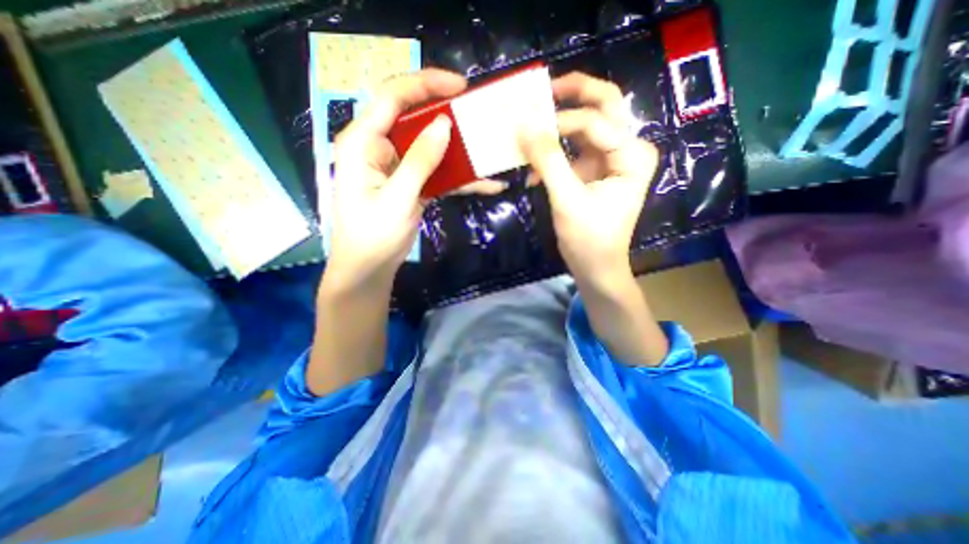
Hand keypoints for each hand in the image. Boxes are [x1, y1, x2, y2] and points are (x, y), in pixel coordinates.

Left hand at [328, 67, 467, 287]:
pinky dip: (459, 177)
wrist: (370, 267)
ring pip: (429, 145)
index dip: (425, 84)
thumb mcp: (397, 198)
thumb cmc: (373, 236)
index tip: (460, 86)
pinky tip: (485, 183)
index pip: (391, 97)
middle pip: (413, 117)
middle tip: (477, 112)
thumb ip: (419, 161)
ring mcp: (397, 166)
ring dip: (457, 147)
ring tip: (486, 145)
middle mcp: (379, 147)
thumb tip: (443, 125)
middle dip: (445, 112)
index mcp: (363, 142)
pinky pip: (436, 171)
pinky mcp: (411, 183)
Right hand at [523, 73, 658, 287]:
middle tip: (543, 90)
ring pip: (587, 124)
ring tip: (533, 126)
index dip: (560, 123)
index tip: (528, 131)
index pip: (595, 122)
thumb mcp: (568, 201)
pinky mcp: (595, 170)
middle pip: (605, 105)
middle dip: (575, 93)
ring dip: (560, 124)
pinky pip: (574, 148)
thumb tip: (525, 128)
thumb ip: (549, 162)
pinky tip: (534, 169)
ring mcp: (611, 158)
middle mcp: (628, 149)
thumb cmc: (589, 239)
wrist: (596, 266)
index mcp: (633, 155)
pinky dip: (554, 153)